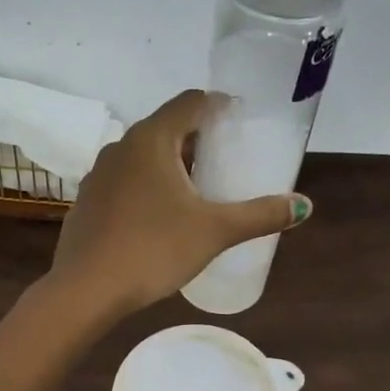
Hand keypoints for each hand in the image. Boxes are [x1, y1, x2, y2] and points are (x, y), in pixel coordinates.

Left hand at [51, 89, 311, 317]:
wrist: (86, 289)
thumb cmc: (153, 250)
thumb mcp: (214, 232)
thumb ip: (259, 215)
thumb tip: (303, 206)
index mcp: (152, 139)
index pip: (191, 102)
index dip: (219, 106)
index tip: (240, 123)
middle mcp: (121, 147)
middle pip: (167, 128)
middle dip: (198, 139)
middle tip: (226, 161)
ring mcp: (99, 175)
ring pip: (143, 157)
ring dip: (171, 165)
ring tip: (197, 190)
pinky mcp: (89, 202)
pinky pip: (125, 182)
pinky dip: (147, 187)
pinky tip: (159, 217)